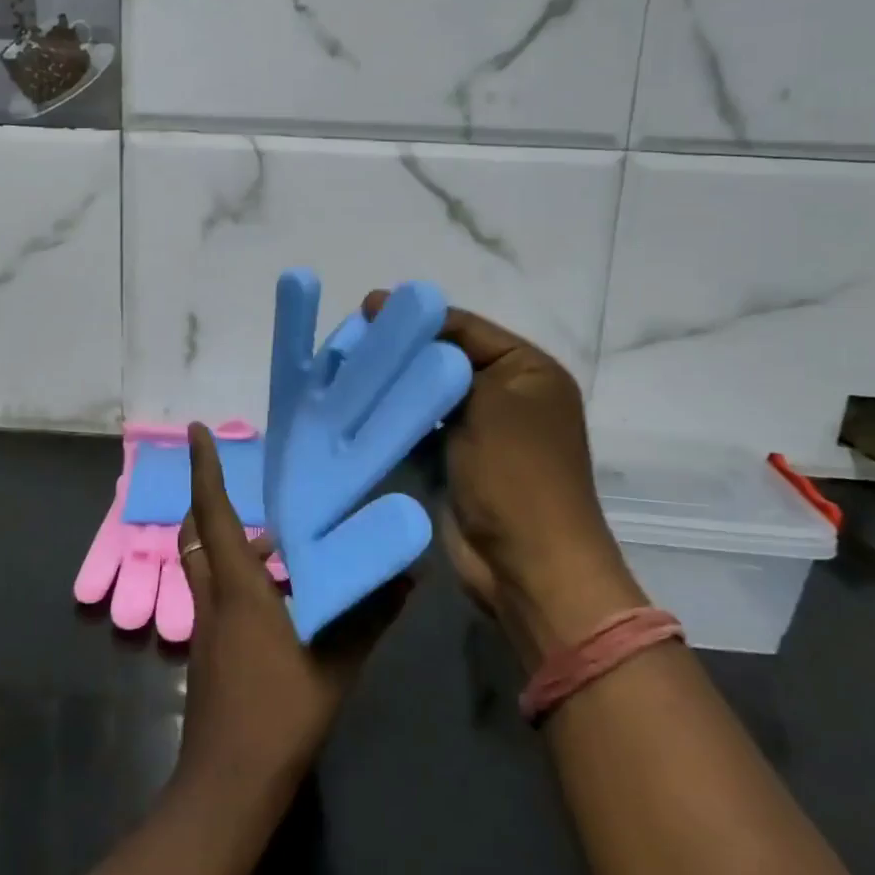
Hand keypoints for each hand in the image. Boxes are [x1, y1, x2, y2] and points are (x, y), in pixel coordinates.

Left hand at [172, 423, 406, 801]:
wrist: (228, 786)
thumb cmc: (280, 714)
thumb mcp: (336, 663)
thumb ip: (371, 617)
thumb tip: (408, 578)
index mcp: (237, 588)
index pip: (213, 513)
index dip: (204, 469)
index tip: (196, 431)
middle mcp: (213, 597)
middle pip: (197, 533)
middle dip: (210, 501)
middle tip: (243, 483)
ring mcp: (205, 627)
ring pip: (204, 564)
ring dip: (227, 542)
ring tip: (275, 539)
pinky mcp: (207, 652)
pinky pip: (214, 593)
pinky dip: (235, 576)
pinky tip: (275, 594)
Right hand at [362, 294, 646, 668]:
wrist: (527, 567)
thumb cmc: (515, 473)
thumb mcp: (488, 399)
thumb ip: (447, 355)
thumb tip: (412, 331)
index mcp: (527, 370)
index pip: (466, 327)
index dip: (419, 316)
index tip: (367, 307)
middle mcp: (507, 395)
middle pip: (445, 359)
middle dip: (402, 351)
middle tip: (350, 340)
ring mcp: (480, 432)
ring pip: (428, 395)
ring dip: (394, 385)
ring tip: (346, 370)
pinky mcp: (454, 463)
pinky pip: (420, 428)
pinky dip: (395, 419)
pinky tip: (358, 409)